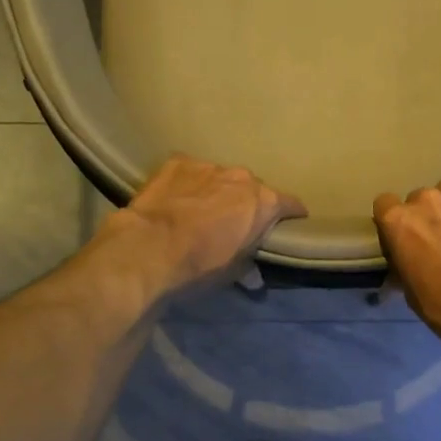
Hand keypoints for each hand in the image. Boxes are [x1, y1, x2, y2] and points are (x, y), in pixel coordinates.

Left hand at [107, 155, 306, 296]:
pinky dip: (189, 184)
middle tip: (235, 223)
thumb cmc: (201, 264)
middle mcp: (241, 177)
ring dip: (217, 192)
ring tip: (202, 211)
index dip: (291, 215)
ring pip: (221, 178)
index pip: (290, 205)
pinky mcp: (177, 163)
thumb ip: (248, 267)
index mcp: (263, 202)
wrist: (150, 247)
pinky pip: (191, 172)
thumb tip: (254, 277)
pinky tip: (177, 199)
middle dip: (247, 204)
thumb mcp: (231, 272)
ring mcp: (208, 166)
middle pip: (253, 189)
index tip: (289, 223)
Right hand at [373, 166, 440, 361]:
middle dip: (426, 217)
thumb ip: (404, 265)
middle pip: (418, 198)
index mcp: (400, 222)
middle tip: (440, 241)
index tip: (404, 241)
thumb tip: (404, 263)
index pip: (384, 205)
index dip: (394, 224)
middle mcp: (427, 200)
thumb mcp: (411, 294)